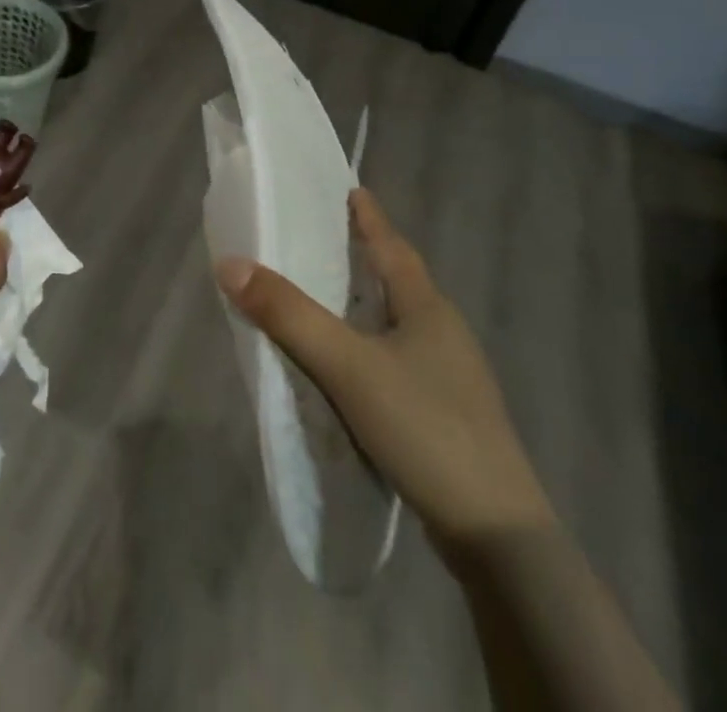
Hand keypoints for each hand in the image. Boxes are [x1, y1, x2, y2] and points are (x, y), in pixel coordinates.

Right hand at [214, 188, 552, 551]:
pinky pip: (399, 362)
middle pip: (400, 281)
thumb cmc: (424, 428)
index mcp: (428, 309)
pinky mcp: (447, 416)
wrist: (497, 536)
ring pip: (400, 324)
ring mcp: (451, 379)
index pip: (393, 247)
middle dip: (365, 258)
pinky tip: (350, 367)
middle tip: (325, 239)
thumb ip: (289, 315)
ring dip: (366, 305)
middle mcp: (444, 334)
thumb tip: (230, 264)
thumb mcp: (348, 366)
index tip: (351, 190)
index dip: (370, 218)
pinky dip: (370, 348)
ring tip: (329, 298)